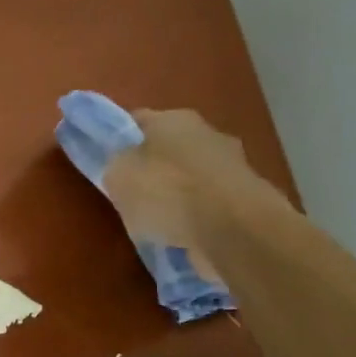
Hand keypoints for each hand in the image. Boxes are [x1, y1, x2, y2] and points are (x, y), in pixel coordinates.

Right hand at [101, 109, 290, 279]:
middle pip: (168, 150)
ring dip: (177, 197)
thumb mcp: (118, 176)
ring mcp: (232, 167)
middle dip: (152, 170)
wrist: (234, 229)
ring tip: (158, 224)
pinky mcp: (248, 201)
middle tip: (132, 196)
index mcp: (173, 118)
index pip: (137, 121)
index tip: (107, 162)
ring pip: (191, 179)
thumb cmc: (167, 192)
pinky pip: (210, 207)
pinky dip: (197, 219)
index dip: (120, 140)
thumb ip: (117, 166)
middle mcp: (207, 134)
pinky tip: (183, 238)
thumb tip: (125, 168)